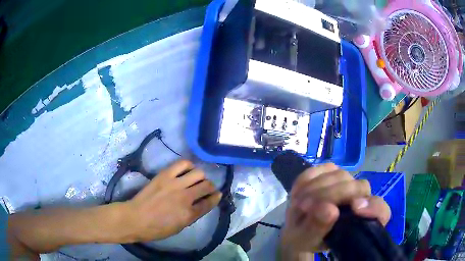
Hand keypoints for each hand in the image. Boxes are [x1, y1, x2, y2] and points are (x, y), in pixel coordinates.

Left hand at [123, 160, 221, 241]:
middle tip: (207, 189)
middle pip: (207, 186)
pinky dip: (189, 166)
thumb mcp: (179, 228)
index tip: (217, 195)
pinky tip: (187, 170)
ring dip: (201, 177)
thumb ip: (192, 215)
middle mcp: (185, 197)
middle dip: (211, 187)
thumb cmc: (157, 228)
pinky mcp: (165, 175)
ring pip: (198, 173)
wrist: (135, 218)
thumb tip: (201, 204)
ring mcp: (175, 184)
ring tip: (197, 180)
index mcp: (189, 214)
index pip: (210, 202)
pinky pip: (182, 164)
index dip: (216, 198)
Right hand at [280, 163, 390, 259]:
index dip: (372, 208)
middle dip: (330, 194)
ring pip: (340, 175)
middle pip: (357, 186)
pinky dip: (310, 178)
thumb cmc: (307, 237)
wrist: (298, 226)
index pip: (381, 211)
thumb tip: (329, 209)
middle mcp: (361, 198)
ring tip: (300, 203)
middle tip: (305, 207)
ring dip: (316, 188)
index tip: (355, 209)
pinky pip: (324, 167)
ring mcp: (347, 182)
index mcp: (362, 220)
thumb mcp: (308, 241)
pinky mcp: (332, 171)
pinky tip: (300, 191)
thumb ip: (319, 228)